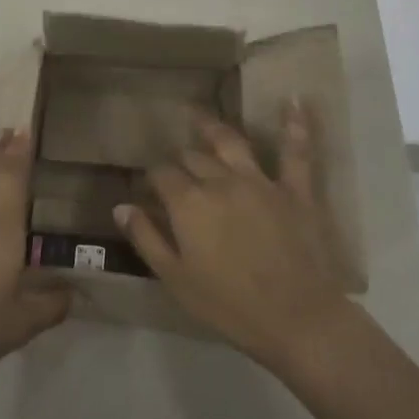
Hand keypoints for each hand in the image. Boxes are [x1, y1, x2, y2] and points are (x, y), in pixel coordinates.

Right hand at [113, 101, 353, 372]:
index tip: (148, 187)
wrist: (296, 319)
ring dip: (212, 127)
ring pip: (231, 142)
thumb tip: (121, 206)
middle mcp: (220, 181)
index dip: (151, 178)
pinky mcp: (296, 190)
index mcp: (188, 203)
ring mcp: (261, 181)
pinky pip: (297, 152)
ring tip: (197, 115)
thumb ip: (146, 238)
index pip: (161, 175)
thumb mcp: (175, 278)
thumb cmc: (228, 306)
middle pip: (192, 157)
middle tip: (174, 166)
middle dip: (179, 158)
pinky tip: (295, 100)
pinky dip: (296, 124)